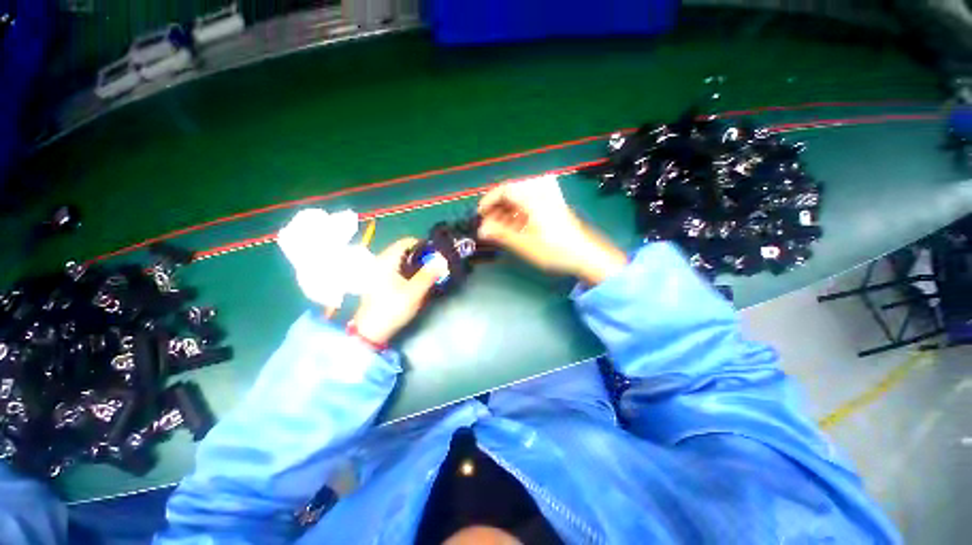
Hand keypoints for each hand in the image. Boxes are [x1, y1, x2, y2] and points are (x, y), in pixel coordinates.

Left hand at [351, 238, 446, 345]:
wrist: (371, 331)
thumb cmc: (392, 308)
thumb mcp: (414, 292)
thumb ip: (429, 274)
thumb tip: (442, 259)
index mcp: (387, 260)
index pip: (407, 241)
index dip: (424, 245)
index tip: (437, 255)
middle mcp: (381, 261)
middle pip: (405, 250)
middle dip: (422, 255)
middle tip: (436, 265)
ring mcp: (378, 271)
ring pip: (402, 260)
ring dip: (416, 264)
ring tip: (429, 274)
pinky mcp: (379, 280)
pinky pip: (397, 268)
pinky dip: (409, 270)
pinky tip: (416, 281)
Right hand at [477, 176, 626, 284]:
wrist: (587, 255)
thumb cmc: (554, 249)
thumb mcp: (523, 243)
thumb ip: (499, 234)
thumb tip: (481, 230)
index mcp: (533, 195)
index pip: (504, 190)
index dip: (488, 202)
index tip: (479, 215)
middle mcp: (541, 189)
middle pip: (512, 193)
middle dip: (497, 209)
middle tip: (489, 226)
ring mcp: (550, 196)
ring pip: (521, 199)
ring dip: (507, 213)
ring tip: (499, 230)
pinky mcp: (554, 204)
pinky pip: (531, 203)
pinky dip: (519, 214)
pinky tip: (514, 228)